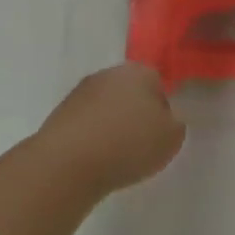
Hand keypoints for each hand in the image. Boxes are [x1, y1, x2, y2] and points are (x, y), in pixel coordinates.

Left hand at [35, 63, 185, 198]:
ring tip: (116, 155)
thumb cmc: (129, 144)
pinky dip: (92, 136)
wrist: (69, 162)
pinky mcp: (60, 112)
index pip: (158, 82)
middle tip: (141, 143)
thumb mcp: (171, 138)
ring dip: (112, 124)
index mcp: (139, 72)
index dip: (162, 107)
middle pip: (130, 91)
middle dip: (136, 113)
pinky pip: (86, 122)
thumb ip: (175, 123)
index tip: (161, 132)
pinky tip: (95, 157)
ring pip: (106, 106)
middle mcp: (108, 74)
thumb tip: (165, 118)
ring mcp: (80, 92)